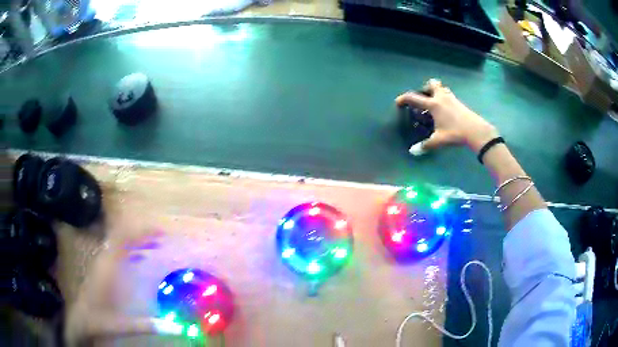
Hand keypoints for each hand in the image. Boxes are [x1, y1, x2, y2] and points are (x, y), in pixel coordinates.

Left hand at [64, 229, 162, 346]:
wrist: (80, 318)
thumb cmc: (98, 319)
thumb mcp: (122, 325)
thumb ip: (146, 325)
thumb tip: (175, 328)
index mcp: (107, 268)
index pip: (123, 239)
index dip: (141, 232)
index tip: (160, 233)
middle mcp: (104, 259)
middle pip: (123, 235)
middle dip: (143, 233)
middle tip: (163, 237)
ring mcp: (102, 261)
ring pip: (120, 240)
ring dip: (137, 238)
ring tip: (156, 243)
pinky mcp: (102, 267)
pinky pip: (118, 250)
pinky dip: (131, 248)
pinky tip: (141, 256)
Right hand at [395, 79, 497, 154]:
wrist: (476, 131)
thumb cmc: (455, 133)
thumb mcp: (439, 140)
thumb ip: (425, 145)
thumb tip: (413, 152)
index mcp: (433, 104)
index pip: (415, 98)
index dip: (404, 99)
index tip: (398, 102)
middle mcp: (441, 98)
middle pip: (432, 84)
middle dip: (426, 88)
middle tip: (424, 99)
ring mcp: (452, 99)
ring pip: (442, 88)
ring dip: (437, 92)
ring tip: (435, 104)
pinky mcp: (460, 103)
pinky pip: (449, 95)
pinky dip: (445, 99)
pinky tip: (446, 111)